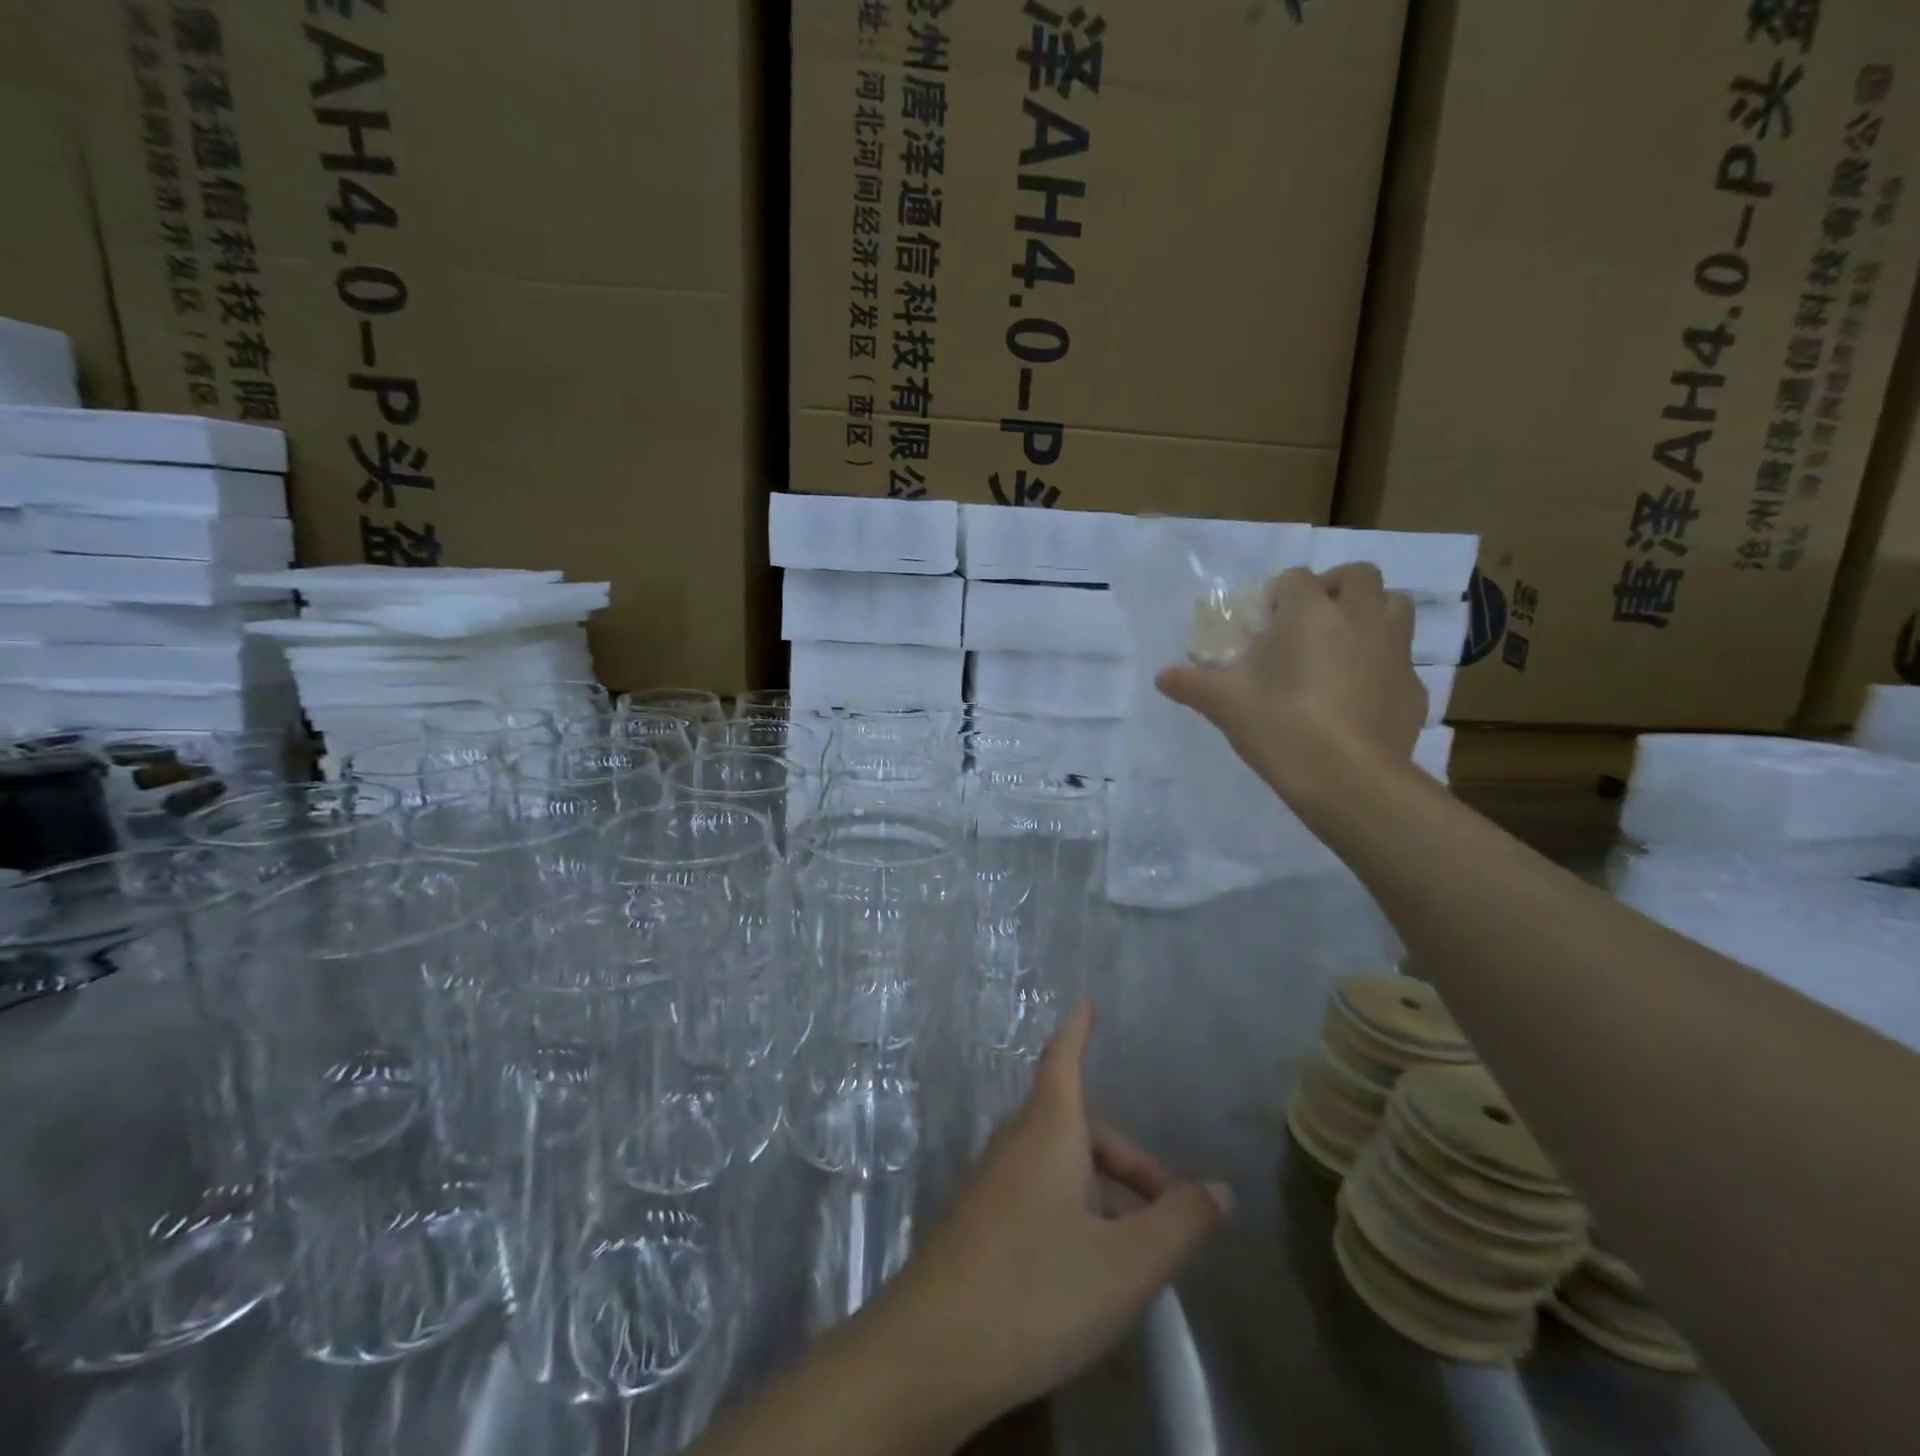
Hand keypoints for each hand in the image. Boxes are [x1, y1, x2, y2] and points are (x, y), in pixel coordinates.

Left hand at [870, 1004, 1230, 1431]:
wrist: (931, 1350)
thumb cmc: (1036, 1290)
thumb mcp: (1125, 1264)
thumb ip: (1178, 1224)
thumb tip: (1219, 1189)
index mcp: (1048, 1132)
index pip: (1064, 1061)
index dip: (1078, 1031)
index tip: (1087, 1003)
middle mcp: (1014, 1143)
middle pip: (1076, 1124)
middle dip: (1125, 1158)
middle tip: (1167, 1209)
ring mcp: (989, 1181)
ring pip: (1056, 1162)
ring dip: (1100, 1189)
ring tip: (1133, 1251)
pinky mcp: (976, 1219)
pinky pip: (1034, 1190)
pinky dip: (1070, 1208)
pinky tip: (1083, 1268)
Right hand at [1155, 564, 1425, 797]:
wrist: (1347, 779)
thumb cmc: (1279, 726)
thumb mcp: (1223, 704)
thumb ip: (1191, 684)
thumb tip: (1162, 677)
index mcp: (1310, 611)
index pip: (1294, 579)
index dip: (1277, 597)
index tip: (1263, 625)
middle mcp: (1359, 617)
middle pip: (1358, 576)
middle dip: (1334, 589)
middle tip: (1310, 622)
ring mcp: (1394, 650)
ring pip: (1395, 605)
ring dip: (1370, 613)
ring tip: (1343, 646)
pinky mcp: (1413, 687)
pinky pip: (1400, 660)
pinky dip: (1381, 666)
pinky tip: (1359, 697)